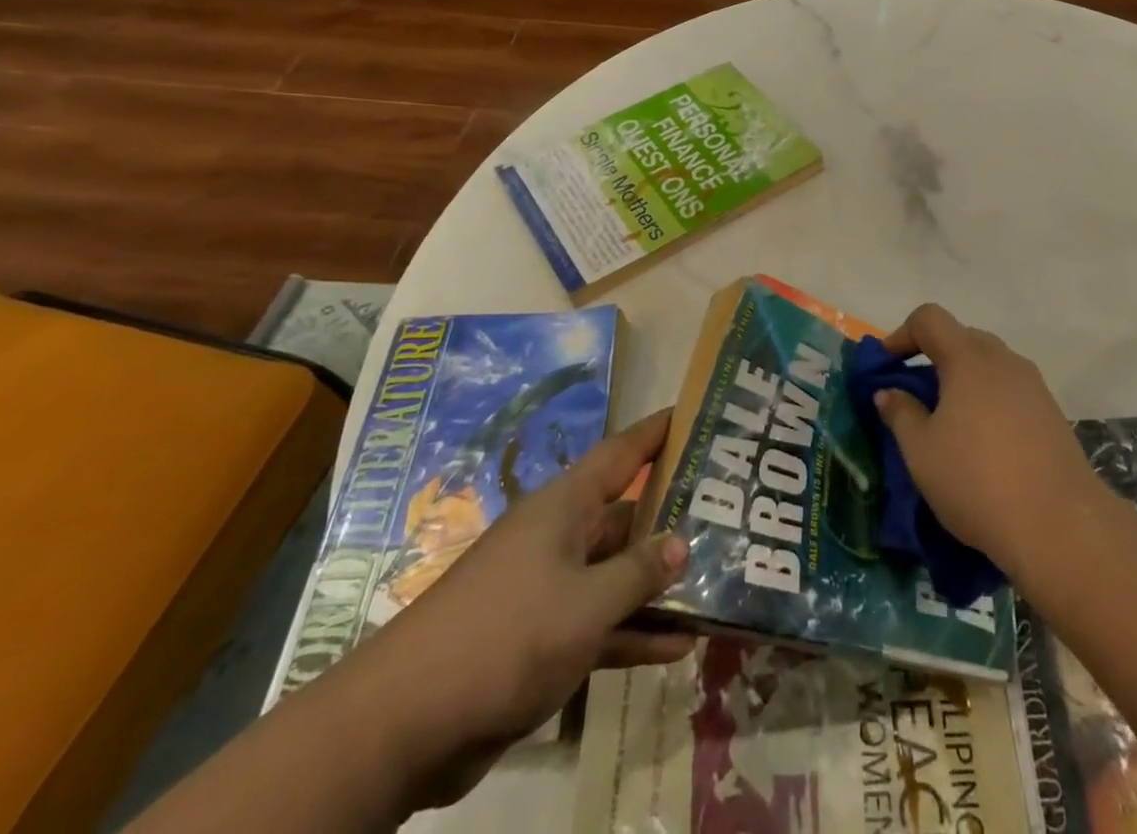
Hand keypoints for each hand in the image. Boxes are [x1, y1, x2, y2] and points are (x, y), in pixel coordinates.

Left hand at [324, 410, 693, 812]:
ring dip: (658, 584)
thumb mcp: (585, 603)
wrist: (408, 722)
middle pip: (626, 515)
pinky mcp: (542, 637)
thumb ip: (638, 572)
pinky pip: (600, 622)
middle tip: (728, 512)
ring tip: (717, 583)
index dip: (657, 432)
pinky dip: (633, 632)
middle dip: (673, 516)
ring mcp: (549, 588)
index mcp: (564, 506)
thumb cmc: (506, 634)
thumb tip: (681, 542)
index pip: (621, 453)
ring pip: (616, 573)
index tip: (695, 414)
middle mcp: (560, 536)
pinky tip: (678, 647)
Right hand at [875, 304, 1099, 576]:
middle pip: (961, 337)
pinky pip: (1009, 389)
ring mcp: (1033, 385)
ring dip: (961, 380)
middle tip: (913, 395)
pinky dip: (987, 400)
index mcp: (968, 358)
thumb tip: (889, 392)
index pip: (929, 318)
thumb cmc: (977, 481)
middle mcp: (1003, 360)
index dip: (901, 335)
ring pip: (988, 365)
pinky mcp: (1052, 413)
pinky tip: (982, 441)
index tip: (886, 367)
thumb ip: (900, 413)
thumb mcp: (921, 451)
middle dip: (932, 357)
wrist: (1061, 527)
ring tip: (947, 421)